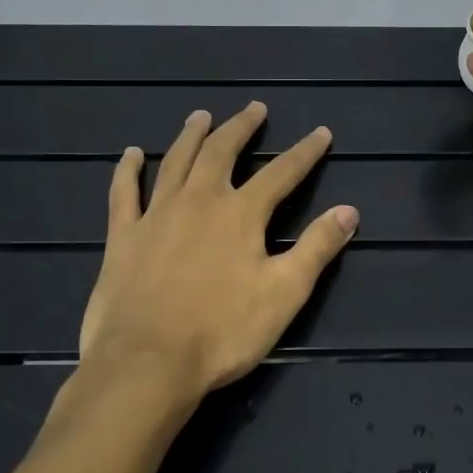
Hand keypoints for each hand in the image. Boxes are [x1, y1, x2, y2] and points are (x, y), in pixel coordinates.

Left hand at [76, 103, 358, 407]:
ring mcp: (156, 215)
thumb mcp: (284, 293)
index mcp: (241, 214)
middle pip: (222, 152)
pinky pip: (123, 193)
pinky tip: (131, 154)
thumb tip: (350, 211)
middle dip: (242, 128)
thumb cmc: (222, 332)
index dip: (305, 152)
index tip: (320, 132)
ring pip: (176, 162)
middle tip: (254, 108)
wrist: (146, 364)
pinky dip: (127, 170)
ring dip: (191, 136)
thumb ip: (317, 248)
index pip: (282, 173)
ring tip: (201, 116)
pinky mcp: (123, 237)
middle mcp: (199, 201)